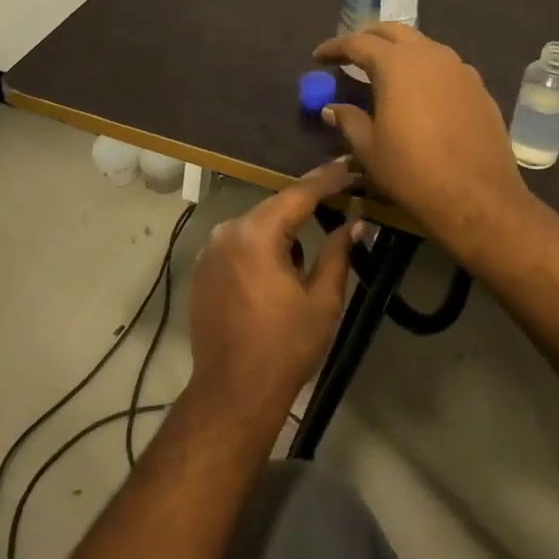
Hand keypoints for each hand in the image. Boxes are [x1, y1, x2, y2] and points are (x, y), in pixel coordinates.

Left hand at [186, 159, 358, 426]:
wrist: (232, 393)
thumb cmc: (284, 348)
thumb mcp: (322, 301)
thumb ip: (338, 253)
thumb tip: (356, 222)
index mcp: (257, 234)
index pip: (298, 194)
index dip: (327, 179)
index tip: (350, 165)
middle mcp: (228, 231)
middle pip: (274, 206)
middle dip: (306, 201)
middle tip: (339, 193)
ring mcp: (210, 251)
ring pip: (255, 225)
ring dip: (282, 226)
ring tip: (312, 233)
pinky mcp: (202, 270)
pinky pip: (238, 244)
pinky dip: (260, 244)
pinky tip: (279, 261)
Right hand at [312, 23, 535, 264]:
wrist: (478, 198)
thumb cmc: (413, 172)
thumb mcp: (369, 148)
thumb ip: (348, 120)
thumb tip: (332, 108)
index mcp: (397, 64)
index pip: (357, 42)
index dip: (334, 47)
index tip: (318, 57)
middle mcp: (430, 55)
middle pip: (393, 32)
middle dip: (368, 38)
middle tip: (349, 54)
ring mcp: (459, 69)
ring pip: (422, 45)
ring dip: (399, 51)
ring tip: (382, 72)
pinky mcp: (479, 88)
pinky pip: (444, 66)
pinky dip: (424, 69)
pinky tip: (418, 92)